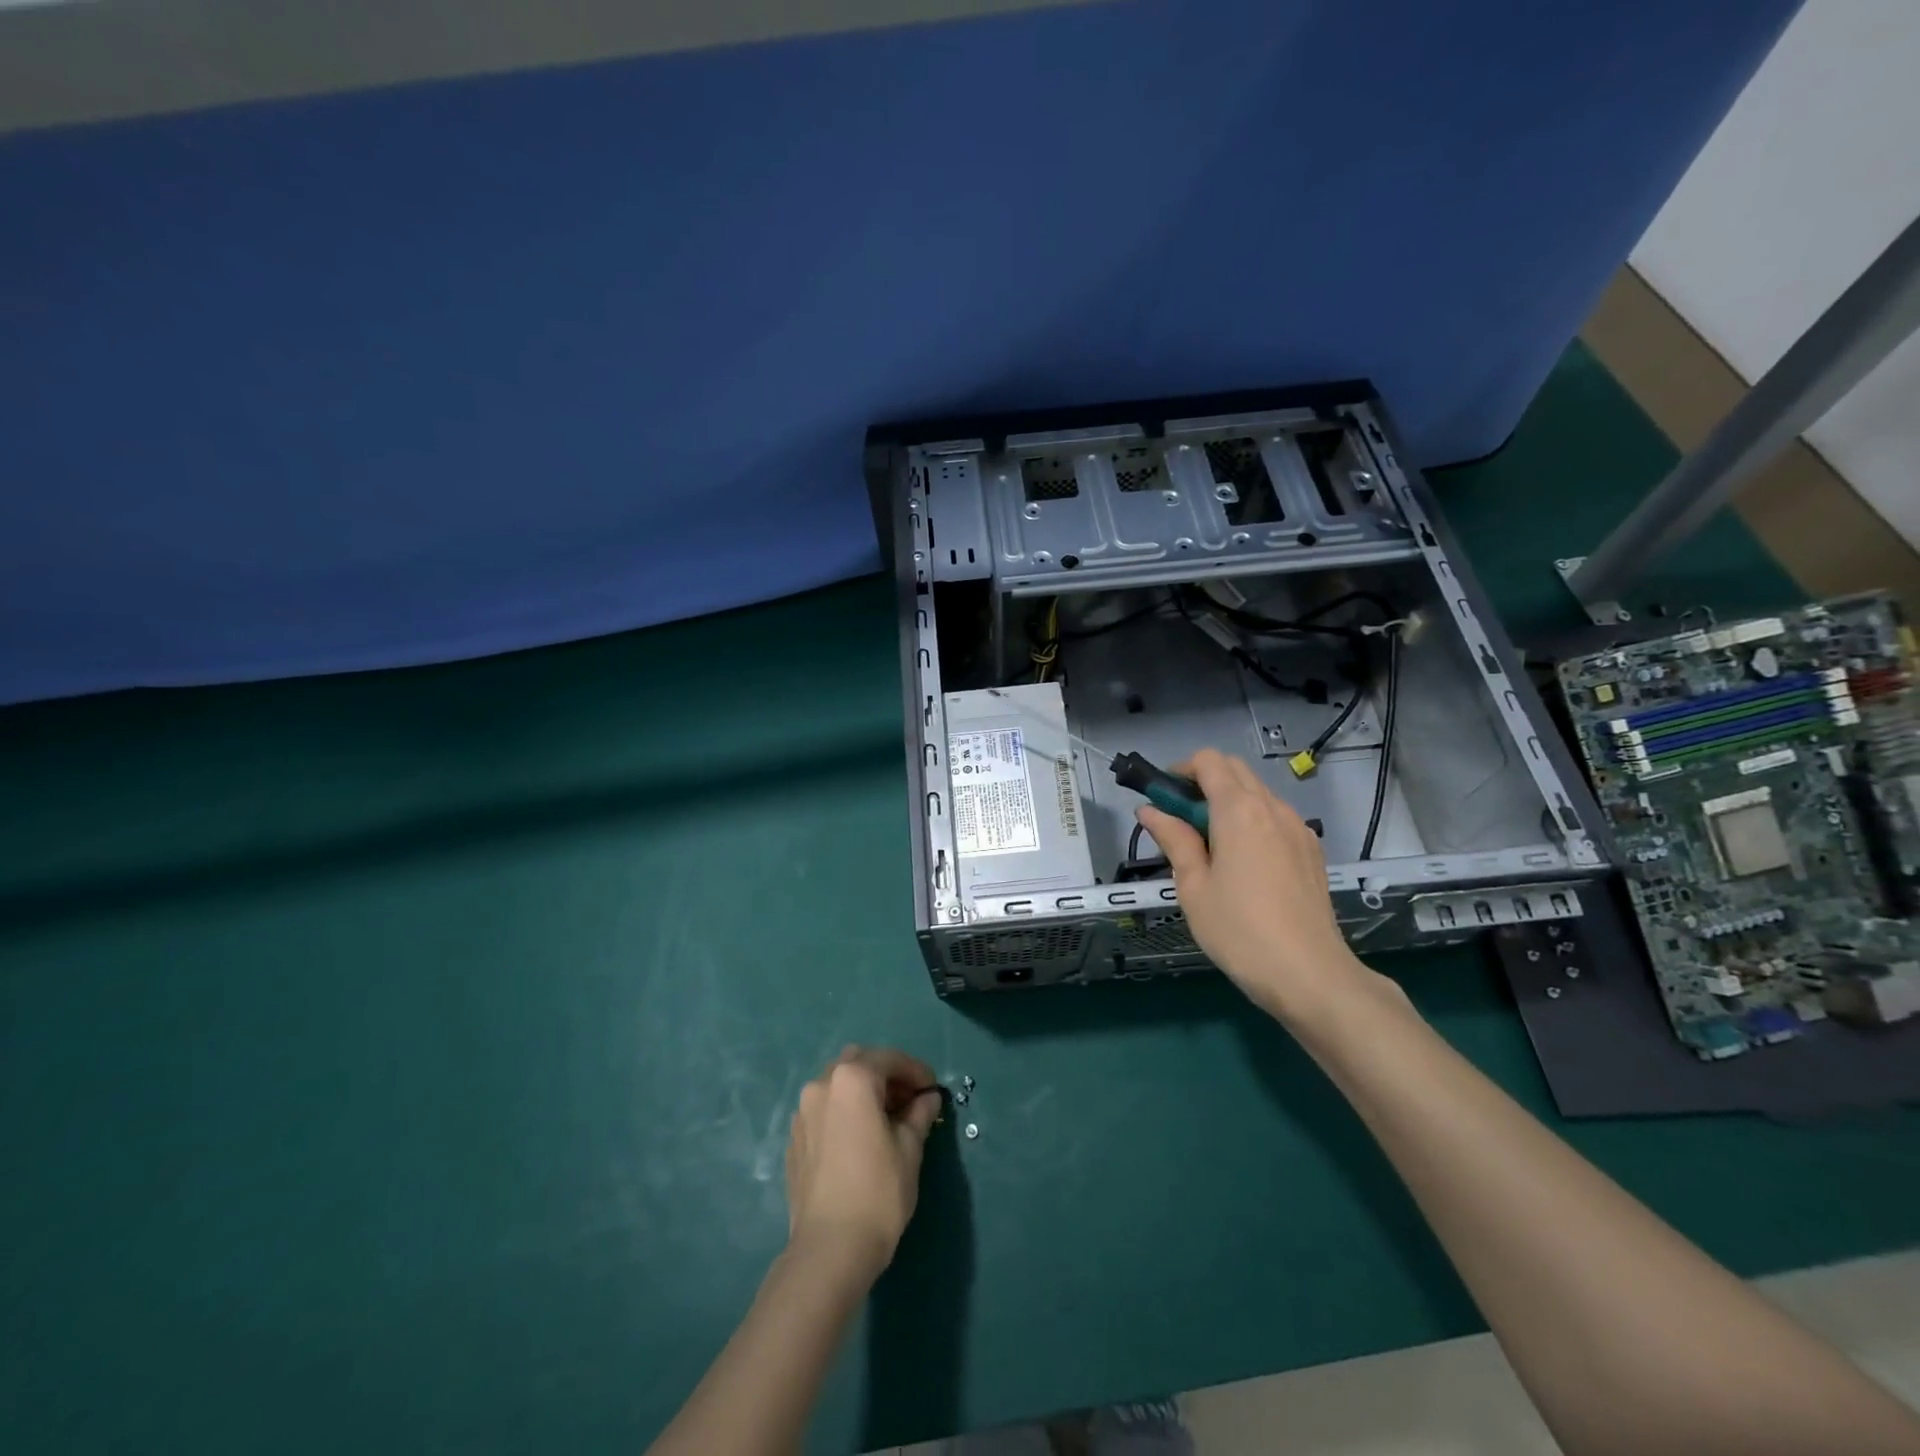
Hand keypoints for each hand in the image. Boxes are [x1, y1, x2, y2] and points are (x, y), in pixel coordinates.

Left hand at [784, 1046, 941, 1275]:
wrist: (829, 1250)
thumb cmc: (878, 1192)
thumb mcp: (910, 1149)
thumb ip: (919, 1114)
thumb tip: (927, 1098)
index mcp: (852, 1079)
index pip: (890, 1060)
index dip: (916, 1071)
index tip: (933, 1089)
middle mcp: (822, 1084)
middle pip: (859, 1063)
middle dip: (886, 1074)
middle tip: (910, 1099)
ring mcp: (803, 1112)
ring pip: (838, 1084)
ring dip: (863, 1091)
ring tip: (886, 1119)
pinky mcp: (795, 1139)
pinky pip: (824, 1109)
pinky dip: (845, 1111)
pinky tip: (860, 1137)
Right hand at [1137, 749, 1376, 1021]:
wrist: (1309, 973)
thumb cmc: (1239, 930)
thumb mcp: (1193, 886)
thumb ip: (1173, 840)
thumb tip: (1150, 810)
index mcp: (1238, 810)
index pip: (1208, 762)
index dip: (1181, 771)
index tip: (1164, 799)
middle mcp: (1272, 807)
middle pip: (1235, 770)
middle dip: (1204, 782)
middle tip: (1181, 820)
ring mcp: (1298, 828)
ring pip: (1258, 793)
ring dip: (1229, 801)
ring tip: (1210, 845)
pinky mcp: (1311, 850)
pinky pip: (1276, 817)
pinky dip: (1253, 820)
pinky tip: (1244, 861)